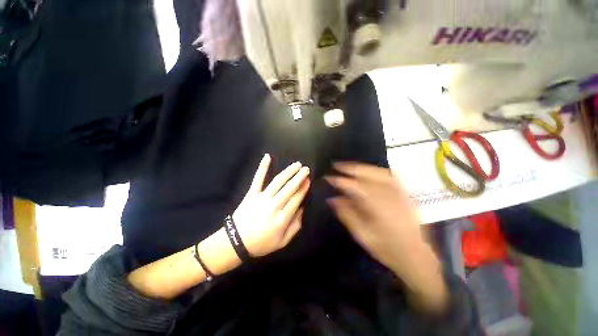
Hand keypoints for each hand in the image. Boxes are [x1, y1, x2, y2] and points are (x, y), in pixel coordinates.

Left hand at [233, 154, 309, 256]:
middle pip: (289, 188)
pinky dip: (262, 167)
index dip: (304, 188)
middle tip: (306, 169)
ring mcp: (262, 198)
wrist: (237, 242)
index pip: (296, 199)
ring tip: (296, 164)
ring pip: (278, 181)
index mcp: (282, 218)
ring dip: (288, 171)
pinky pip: (258, 178)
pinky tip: (267, 156)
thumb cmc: (262, 243)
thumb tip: (302, 209)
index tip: (308, 180)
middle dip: (299, 177)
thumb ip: (296, 226)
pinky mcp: (251, 194)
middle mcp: (274, 206)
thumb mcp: (283, 241)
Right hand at [326, 163, 447, 311]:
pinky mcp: (406, 193)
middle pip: (369, 175)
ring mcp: (401, 193)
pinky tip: (369, 170)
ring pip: (380, 172)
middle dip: (351, 168)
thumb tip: (333, 199)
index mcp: (380, 208)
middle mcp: (392, 196)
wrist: (418, 257)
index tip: (329, 178)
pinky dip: (377, 170)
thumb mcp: (363, 235)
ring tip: (350, 166)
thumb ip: (347, 215)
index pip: (356, 188)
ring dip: (362, 167)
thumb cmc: (388, 249)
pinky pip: (390, 175)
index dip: (341, 181)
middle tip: (336, 166)